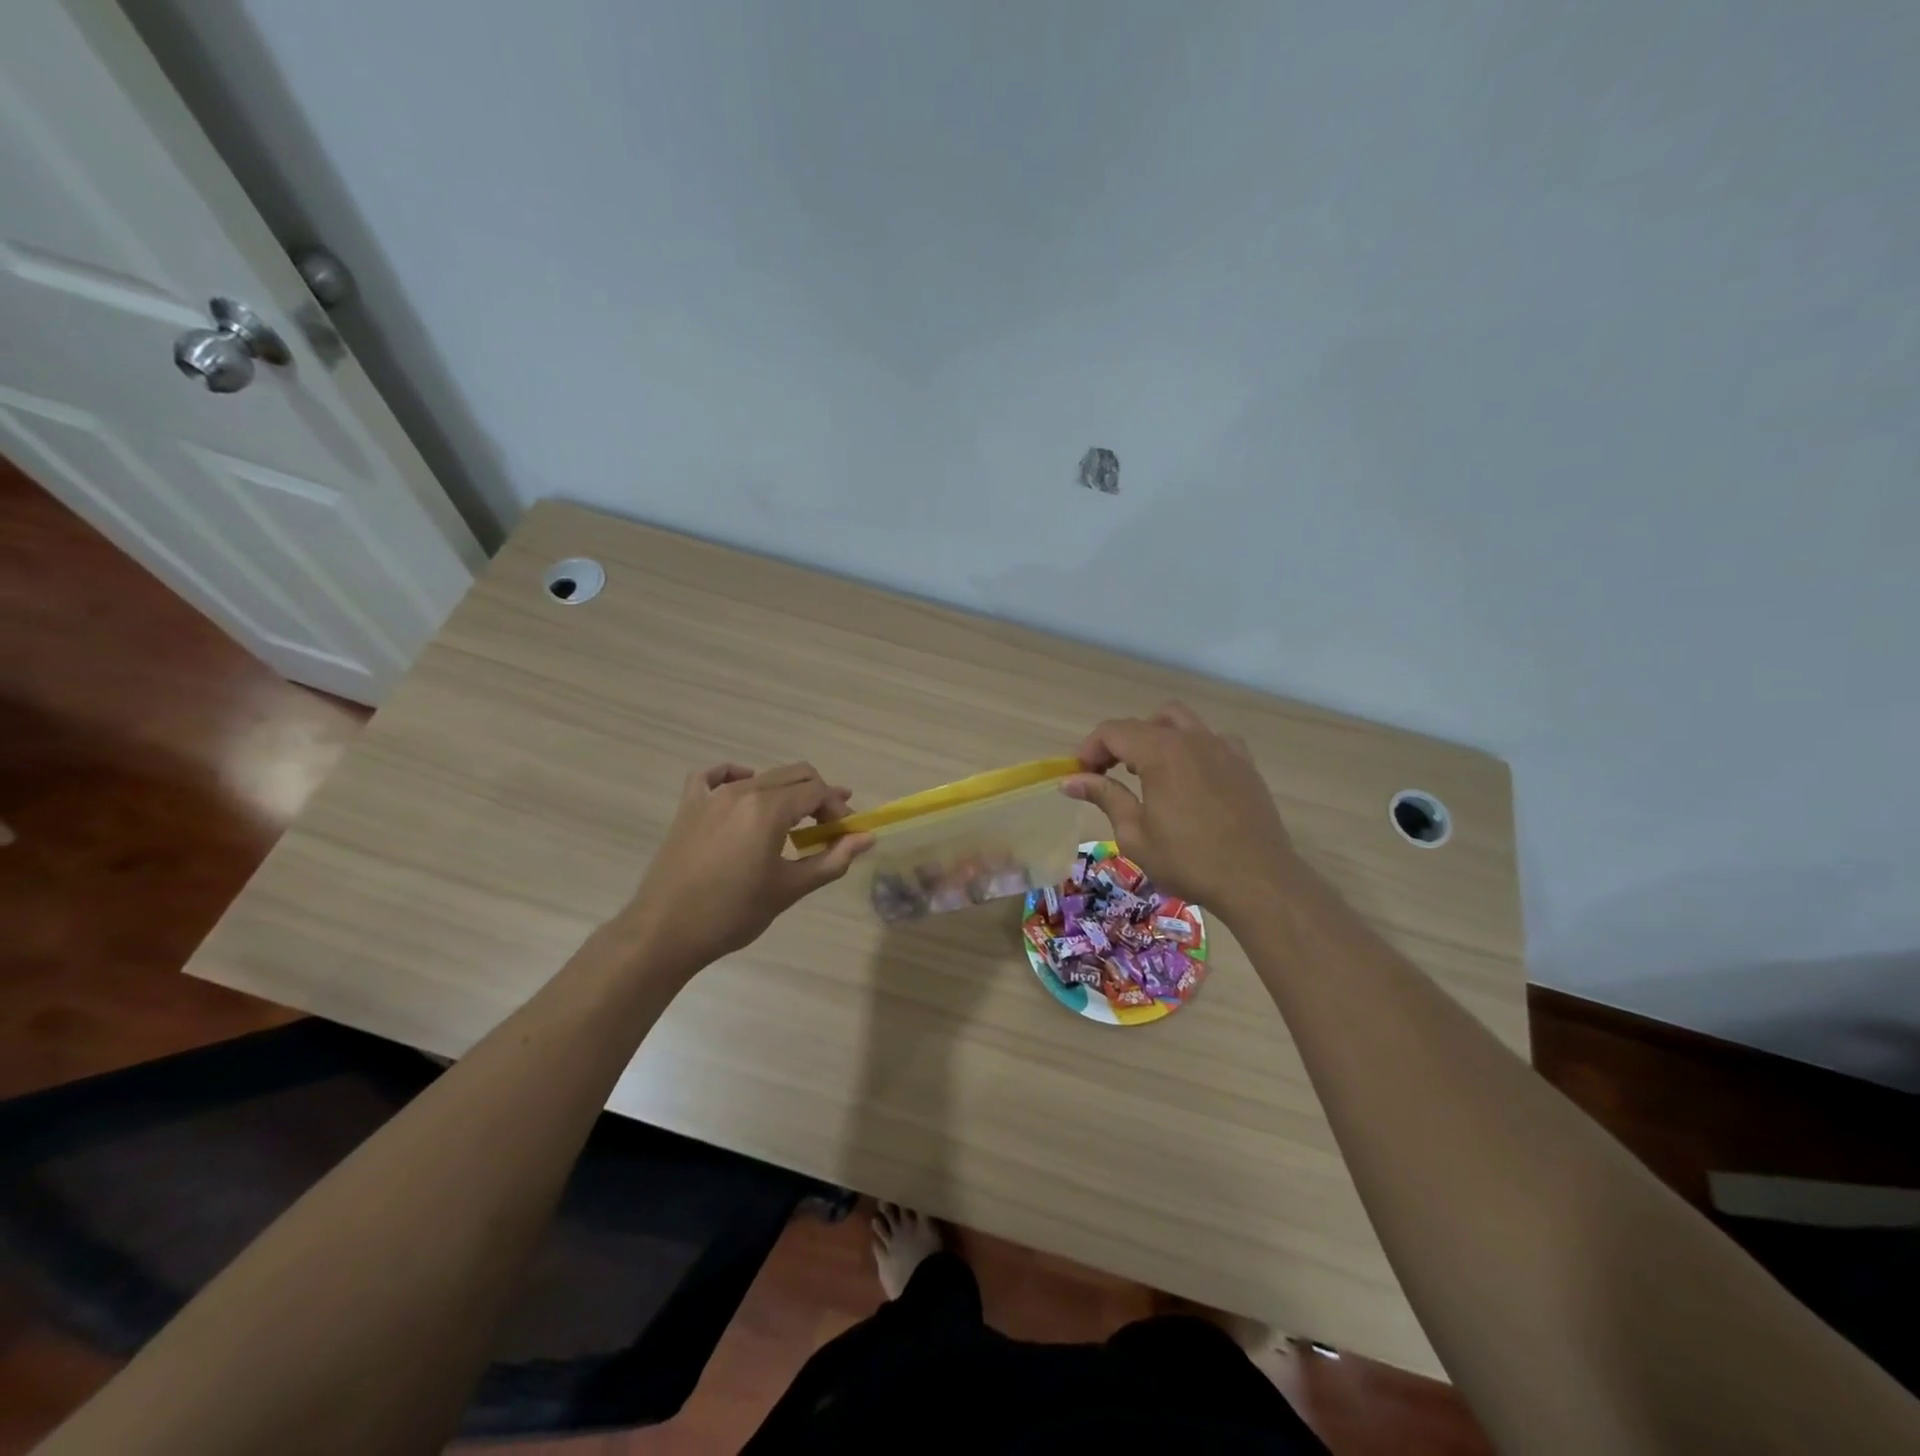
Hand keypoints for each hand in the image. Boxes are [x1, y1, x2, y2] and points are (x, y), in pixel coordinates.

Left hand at [623, 762, 873, 971]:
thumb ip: (832, 859)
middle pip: (795, 775)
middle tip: (828, 828)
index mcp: (768, 810)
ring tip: (795, 821)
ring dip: (787, 792)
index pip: (817, 792)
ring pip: (763, 776)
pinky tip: (745, 787)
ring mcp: (712, 796)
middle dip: (819, 797)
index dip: (838, 809)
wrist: (665, 932)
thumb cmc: (733, 913)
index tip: (845, 834)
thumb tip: (867, 838)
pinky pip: (714, 776)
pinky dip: (735, 775)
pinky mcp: (689, 807)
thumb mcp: (789, 888)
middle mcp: (742, 791)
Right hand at [1064, 702, 1297, 916]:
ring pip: (1180, 722)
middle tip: (1108, 774)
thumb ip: (1105, 796)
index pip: (1113, 732)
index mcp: (1160, 752)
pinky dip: (1191, 748)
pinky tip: (1189, 779)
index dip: (1089, 749)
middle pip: (1144, 723)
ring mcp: (1223, 747)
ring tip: (1148, 773)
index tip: (1080, 776)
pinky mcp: (1244, 763)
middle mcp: (1192, 739)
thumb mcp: (1134, 834)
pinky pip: (1211, 739)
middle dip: (1119, 742)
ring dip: (1155, 737)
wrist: (1258, 880)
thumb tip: (1071, 780)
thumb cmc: (1189, 861)